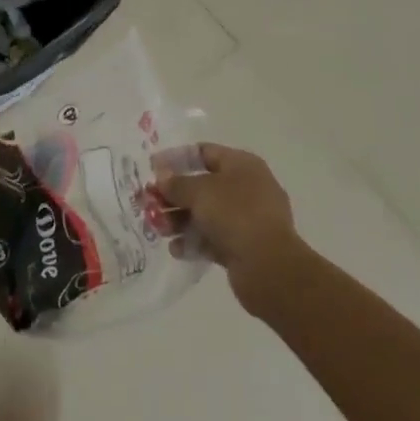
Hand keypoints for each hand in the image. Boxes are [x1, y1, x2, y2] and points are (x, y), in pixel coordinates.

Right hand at [156, 143, 303, 314]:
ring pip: (206, 214)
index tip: (152, 168)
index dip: (176, 158)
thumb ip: (177, 183)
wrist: (269, 267)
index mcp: (242, 165)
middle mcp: (247, 188)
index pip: (204, 152)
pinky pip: (213, 239)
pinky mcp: (244, 247)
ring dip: (180, 220)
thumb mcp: (200, 192)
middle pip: (203, 186)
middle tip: (150, 204)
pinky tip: (177, 250)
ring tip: (160, 229)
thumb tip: (162, 178)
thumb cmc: (235, 214)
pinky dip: (194, 242)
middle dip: (175, 195)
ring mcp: (247, 219)